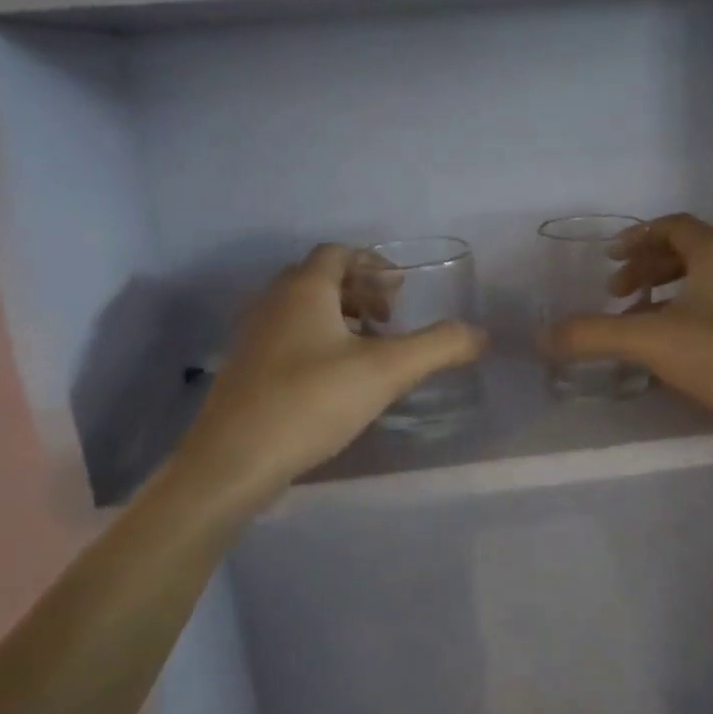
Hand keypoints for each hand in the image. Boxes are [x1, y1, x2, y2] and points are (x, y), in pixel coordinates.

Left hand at [178, 244, 485, 492]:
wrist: (232, 461)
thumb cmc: (310, 402)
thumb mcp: (386, 372)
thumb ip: (437, 347)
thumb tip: (480, 334)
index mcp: (303, 289)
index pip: (338, 252)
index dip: (373, 263)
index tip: (401, 292)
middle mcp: (272, 301)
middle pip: (320, 277)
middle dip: (361, 291)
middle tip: (390, 320)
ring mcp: (253, 335)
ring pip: (302, 308)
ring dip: (340, 317)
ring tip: (369, 350)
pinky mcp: (244, 368)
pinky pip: (288, 335)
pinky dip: (318, 340)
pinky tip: (336, 380)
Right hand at [542, 214, 712, 448]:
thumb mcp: (650, 340)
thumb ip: (594, 335)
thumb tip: (543, 338)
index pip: (672, 225)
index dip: (636, 237)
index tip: (609, 260)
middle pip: (685, 250)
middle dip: (645, 268)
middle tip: (617, 293)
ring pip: (702, 280)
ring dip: (664, 292)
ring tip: (638, 320)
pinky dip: (686, 313)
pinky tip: (671, 347)